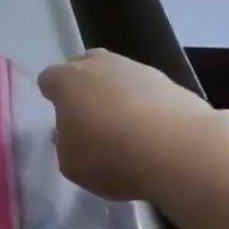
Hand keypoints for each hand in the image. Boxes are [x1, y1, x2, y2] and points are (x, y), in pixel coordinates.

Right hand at [37, 50, 207, 201]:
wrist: (180, 150)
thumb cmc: (111, 156)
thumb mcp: (71, 163)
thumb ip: (65, 144)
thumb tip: (73, 134)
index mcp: (67, 80)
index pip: (49, 79)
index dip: (52, 96)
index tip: (60, 117)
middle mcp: (99, 65)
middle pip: (84, 66)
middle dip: (84, 86)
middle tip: (90, 117)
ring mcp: (137, 69)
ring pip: (119, 76)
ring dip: (118, 95)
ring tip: (127, 130)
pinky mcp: (171, 82)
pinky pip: (148, 92)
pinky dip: (147, 107)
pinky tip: (153, 134)